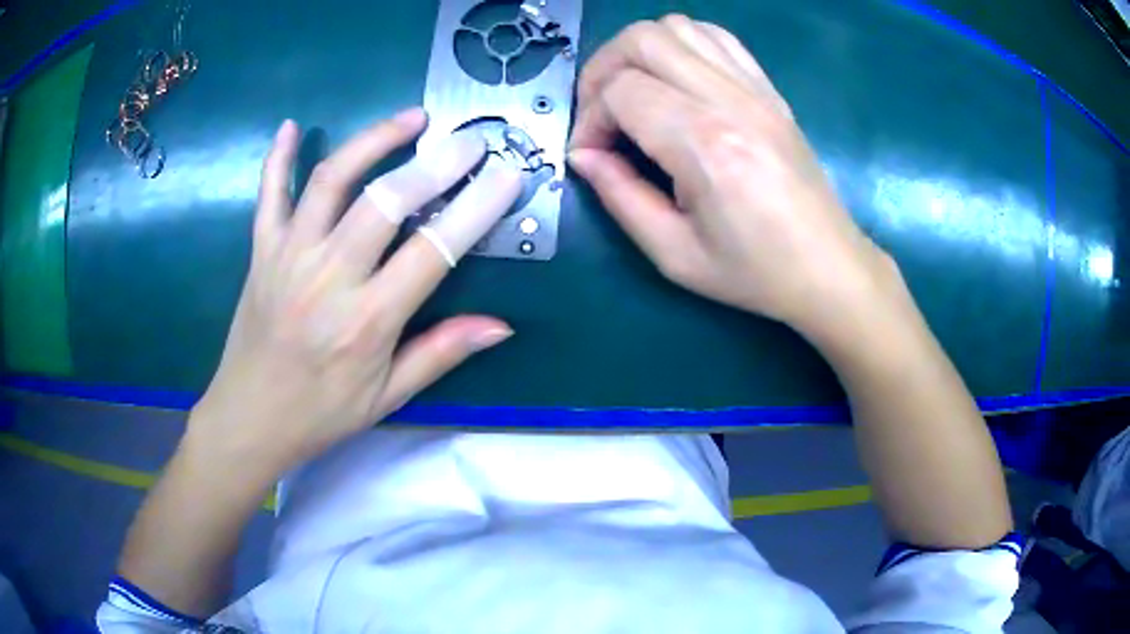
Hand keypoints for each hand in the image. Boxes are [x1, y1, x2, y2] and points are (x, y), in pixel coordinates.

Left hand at [185, 109, 520, 477]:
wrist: (249, 418)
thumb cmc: (321, 413)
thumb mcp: (387, 397)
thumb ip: (441, 353)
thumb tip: (501, 326)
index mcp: (366, 321)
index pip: (433, 251)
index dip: (475, 208)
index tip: (507, 175)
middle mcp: (327, 278)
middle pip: (386, 202)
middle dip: (436, 164)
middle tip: (470, 141)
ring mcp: (288, 256)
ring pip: (331, 180)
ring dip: (374, 141)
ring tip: (411, 118)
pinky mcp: (261, 250)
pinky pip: (269, 194)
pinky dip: (278, 157)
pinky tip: (291, 126)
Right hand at [569, 16, 896, 339]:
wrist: (828, 267)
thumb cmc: (755, 272)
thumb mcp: (674, 254)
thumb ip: (619, 197)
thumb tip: (583, 155)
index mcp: (704, 144)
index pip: (621, 92)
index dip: (589, 119)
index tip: (590, 155)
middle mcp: (730, 100)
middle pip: (642, 39)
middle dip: (602, 70)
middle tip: (599, 113)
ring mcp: (755, 88)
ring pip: (677, 26)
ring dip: (638, 51)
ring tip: (632, 92)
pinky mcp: (769, 89)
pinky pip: (716, 37)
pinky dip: (681, 44)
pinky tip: (674, 79)